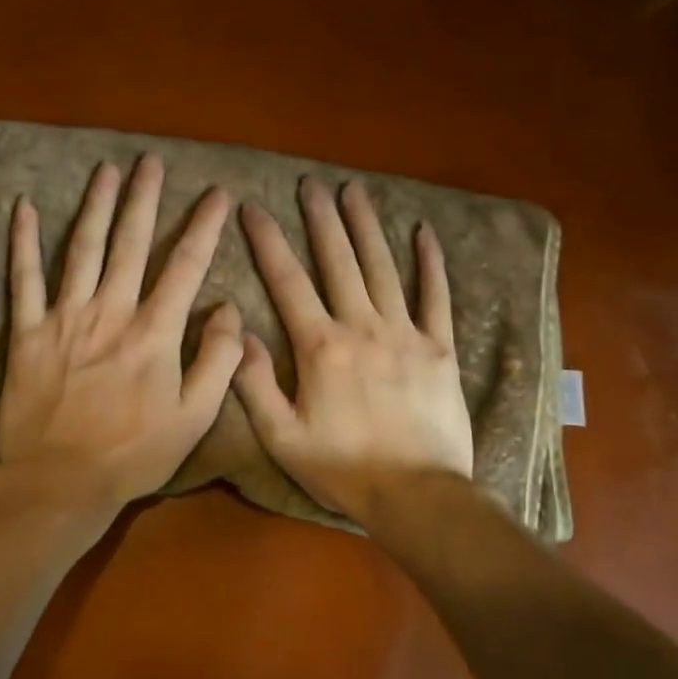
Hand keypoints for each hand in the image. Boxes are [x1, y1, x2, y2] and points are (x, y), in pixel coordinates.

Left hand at [0, 155, 242, 512]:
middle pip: (130, 242)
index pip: (186, 266)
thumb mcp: (194, 417)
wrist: (59, 481)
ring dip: (95, 206)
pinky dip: (21, 241)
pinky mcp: (26, 331)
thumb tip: (230, 308)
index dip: (204, 226)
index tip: (217, 193)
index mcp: (153, 332)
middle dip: (144, 198)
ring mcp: (64, 317)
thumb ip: (218, 360)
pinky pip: (23, 278)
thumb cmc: (133, 453)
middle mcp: (110, 311)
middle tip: (151, 161)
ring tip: (106, 170)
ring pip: (82, 248)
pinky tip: (21, 207)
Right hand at [234, 178, 472, 521]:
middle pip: (338, 261)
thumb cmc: (343, 468)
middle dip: (321, 219)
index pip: (287, 281)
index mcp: (320, 346)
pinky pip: (435, 296)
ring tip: (355, 190)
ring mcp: (405, 333)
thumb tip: (238, 331)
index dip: (267, 241)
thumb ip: (254, 382)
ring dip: (366, 226)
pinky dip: (430, 263)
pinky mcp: (439, 347)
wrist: (416, 495)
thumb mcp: (282, 435)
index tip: (253, 208)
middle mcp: (361, 327)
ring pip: (382, 267)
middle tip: (311, 183)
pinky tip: (423, 232)